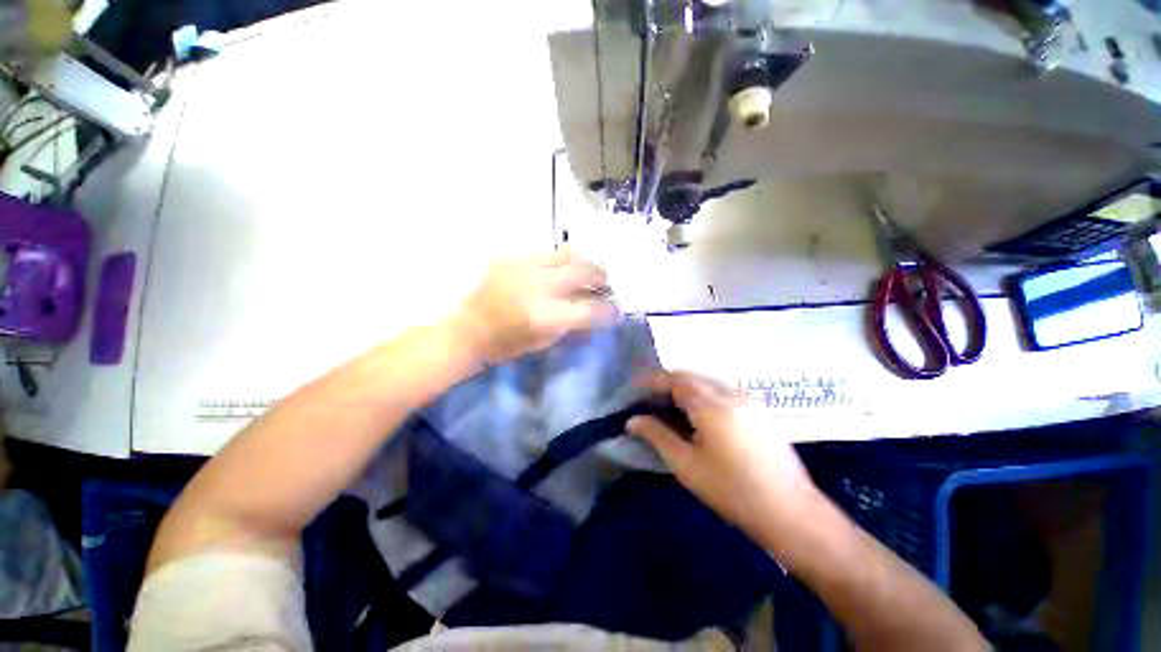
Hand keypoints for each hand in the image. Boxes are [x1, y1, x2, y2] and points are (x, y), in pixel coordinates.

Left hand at [452, 251, 615, 364]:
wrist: (467, 330)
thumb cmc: (506, 344)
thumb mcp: (544, 341)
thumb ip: (572, 323)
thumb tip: (595, 310)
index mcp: (544, 315)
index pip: (589, 309)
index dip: (608, 310)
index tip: (618, 310)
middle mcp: (537, 285)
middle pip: (583, 272)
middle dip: (601, 278)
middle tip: (607, 285)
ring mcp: (523, 266)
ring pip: (567, 255)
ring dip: (584, 263)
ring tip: (590, 271)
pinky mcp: (511, 257)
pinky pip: (546, 253)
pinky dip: (561, 261)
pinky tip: (563, 268)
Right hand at [627, 372, 821, 543]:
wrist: (791, 513)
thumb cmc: (732, 491)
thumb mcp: (687, 465)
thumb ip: (657, 436)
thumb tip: (632, 421)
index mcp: (711, 406)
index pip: (675, 380)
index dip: (652, 381)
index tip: (635, 388)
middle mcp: (731, 394)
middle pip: (691, 376)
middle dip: (667, 382)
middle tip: (649, 398)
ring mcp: (748, 401)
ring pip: (708, 382)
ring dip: (685, 386)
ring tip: (669, 405)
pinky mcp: (759, 411)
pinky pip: (723, 391)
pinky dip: (703, 393)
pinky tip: (698, 414)